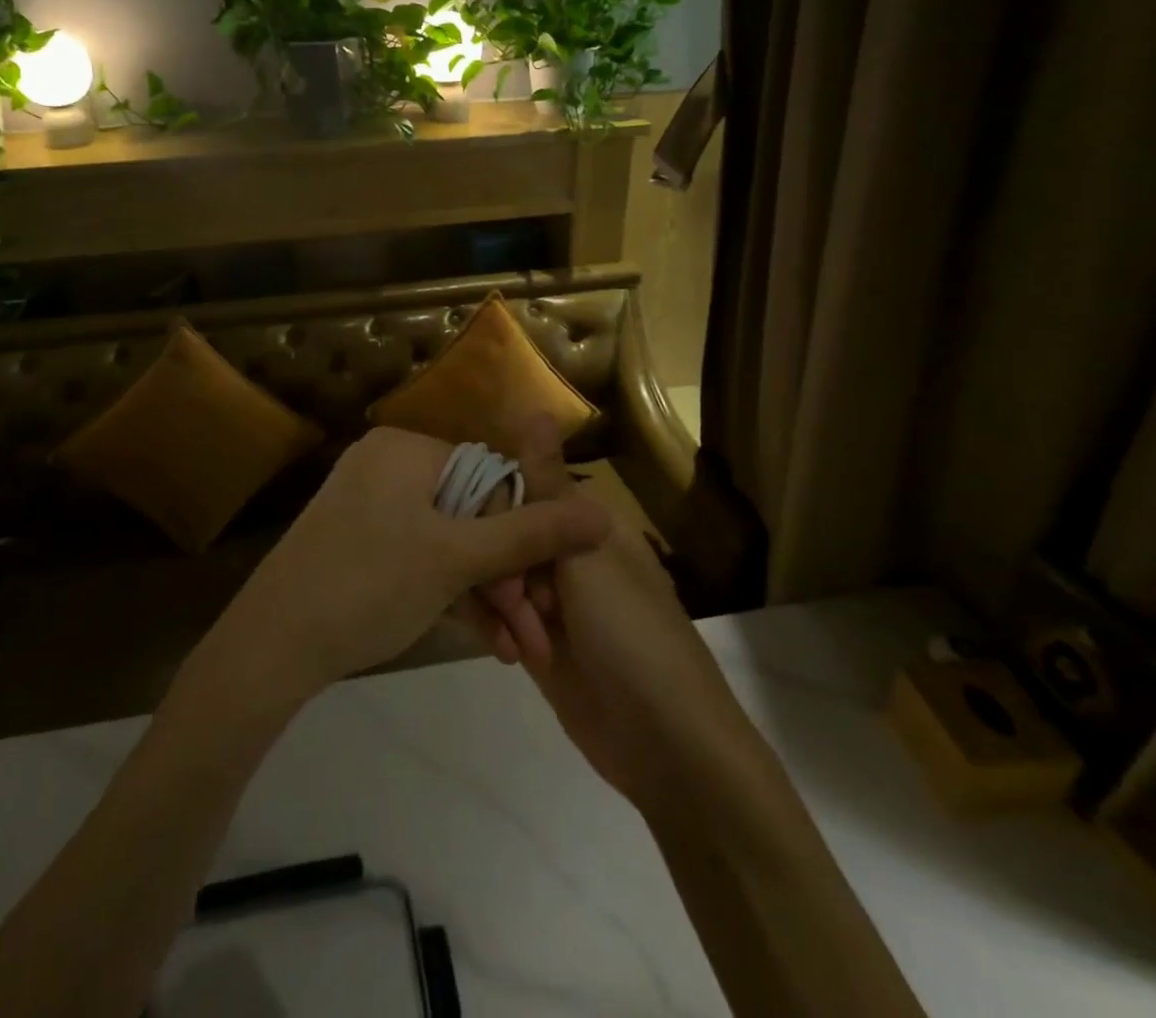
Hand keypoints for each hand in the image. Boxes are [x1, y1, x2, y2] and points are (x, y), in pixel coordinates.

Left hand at [206, 427, 611, 706]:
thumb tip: (603, 511)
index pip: (491, 478)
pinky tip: (487, 641)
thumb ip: (530, 535)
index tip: (544, 590)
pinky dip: (450, 595)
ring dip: (486, 596)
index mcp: (407, 449)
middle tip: (537, 633)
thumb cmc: (369, 585)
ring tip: (520, 650)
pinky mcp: (359, 543)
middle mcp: (388, 466)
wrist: (271, 646)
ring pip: (448, 544)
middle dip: (507, 577)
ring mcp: (370, 506)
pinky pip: (419, 558)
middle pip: (471, 515)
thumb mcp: (456, 560)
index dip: (523, 534)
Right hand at [487, 417, 751, 818]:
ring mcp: (551, 601)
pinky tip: (506, 652)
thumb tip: (534, 408)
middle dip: (497, 568)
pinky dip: (497, 629)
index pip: (518, 491)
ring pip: (496, 576)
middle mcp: (566, 554)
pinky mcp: (538, 642)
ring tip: (516, 644)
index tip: (489, 541)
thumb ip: (546, 486)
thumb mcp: (585, 555)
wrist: (667, 747)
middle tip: (515, 607)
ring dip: (498, 605)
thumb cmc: (632, 637)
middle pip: (501, 535)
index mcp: (586, 523)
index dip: (496, 514)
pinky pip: (500, 616)